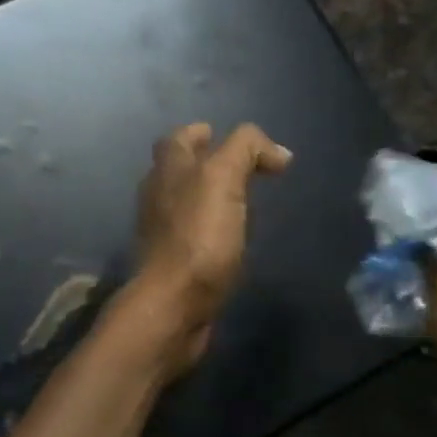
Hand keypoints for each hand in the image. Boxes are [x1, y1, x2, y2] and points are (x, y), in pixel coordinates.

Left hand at [133, 122, 292, 364]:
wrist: (174, 304)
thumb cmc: (198, 236)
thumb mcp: (223, 177)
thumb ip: (245, 150)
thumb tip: (277, 151)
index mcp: (167, 169)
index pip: (179, 137)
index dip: (202, 133)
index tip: (233, 140)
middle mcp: (158, 194)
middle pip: (180, 168)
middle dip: (207, 163)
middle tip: (245, 169)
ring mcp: (162, 230)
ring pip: (186, 200)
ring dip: (210, 196)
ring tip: (244, 202)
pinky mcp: (173, 261)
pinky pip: (193, 233)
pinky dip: (211, 228)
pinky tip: (232, 238)